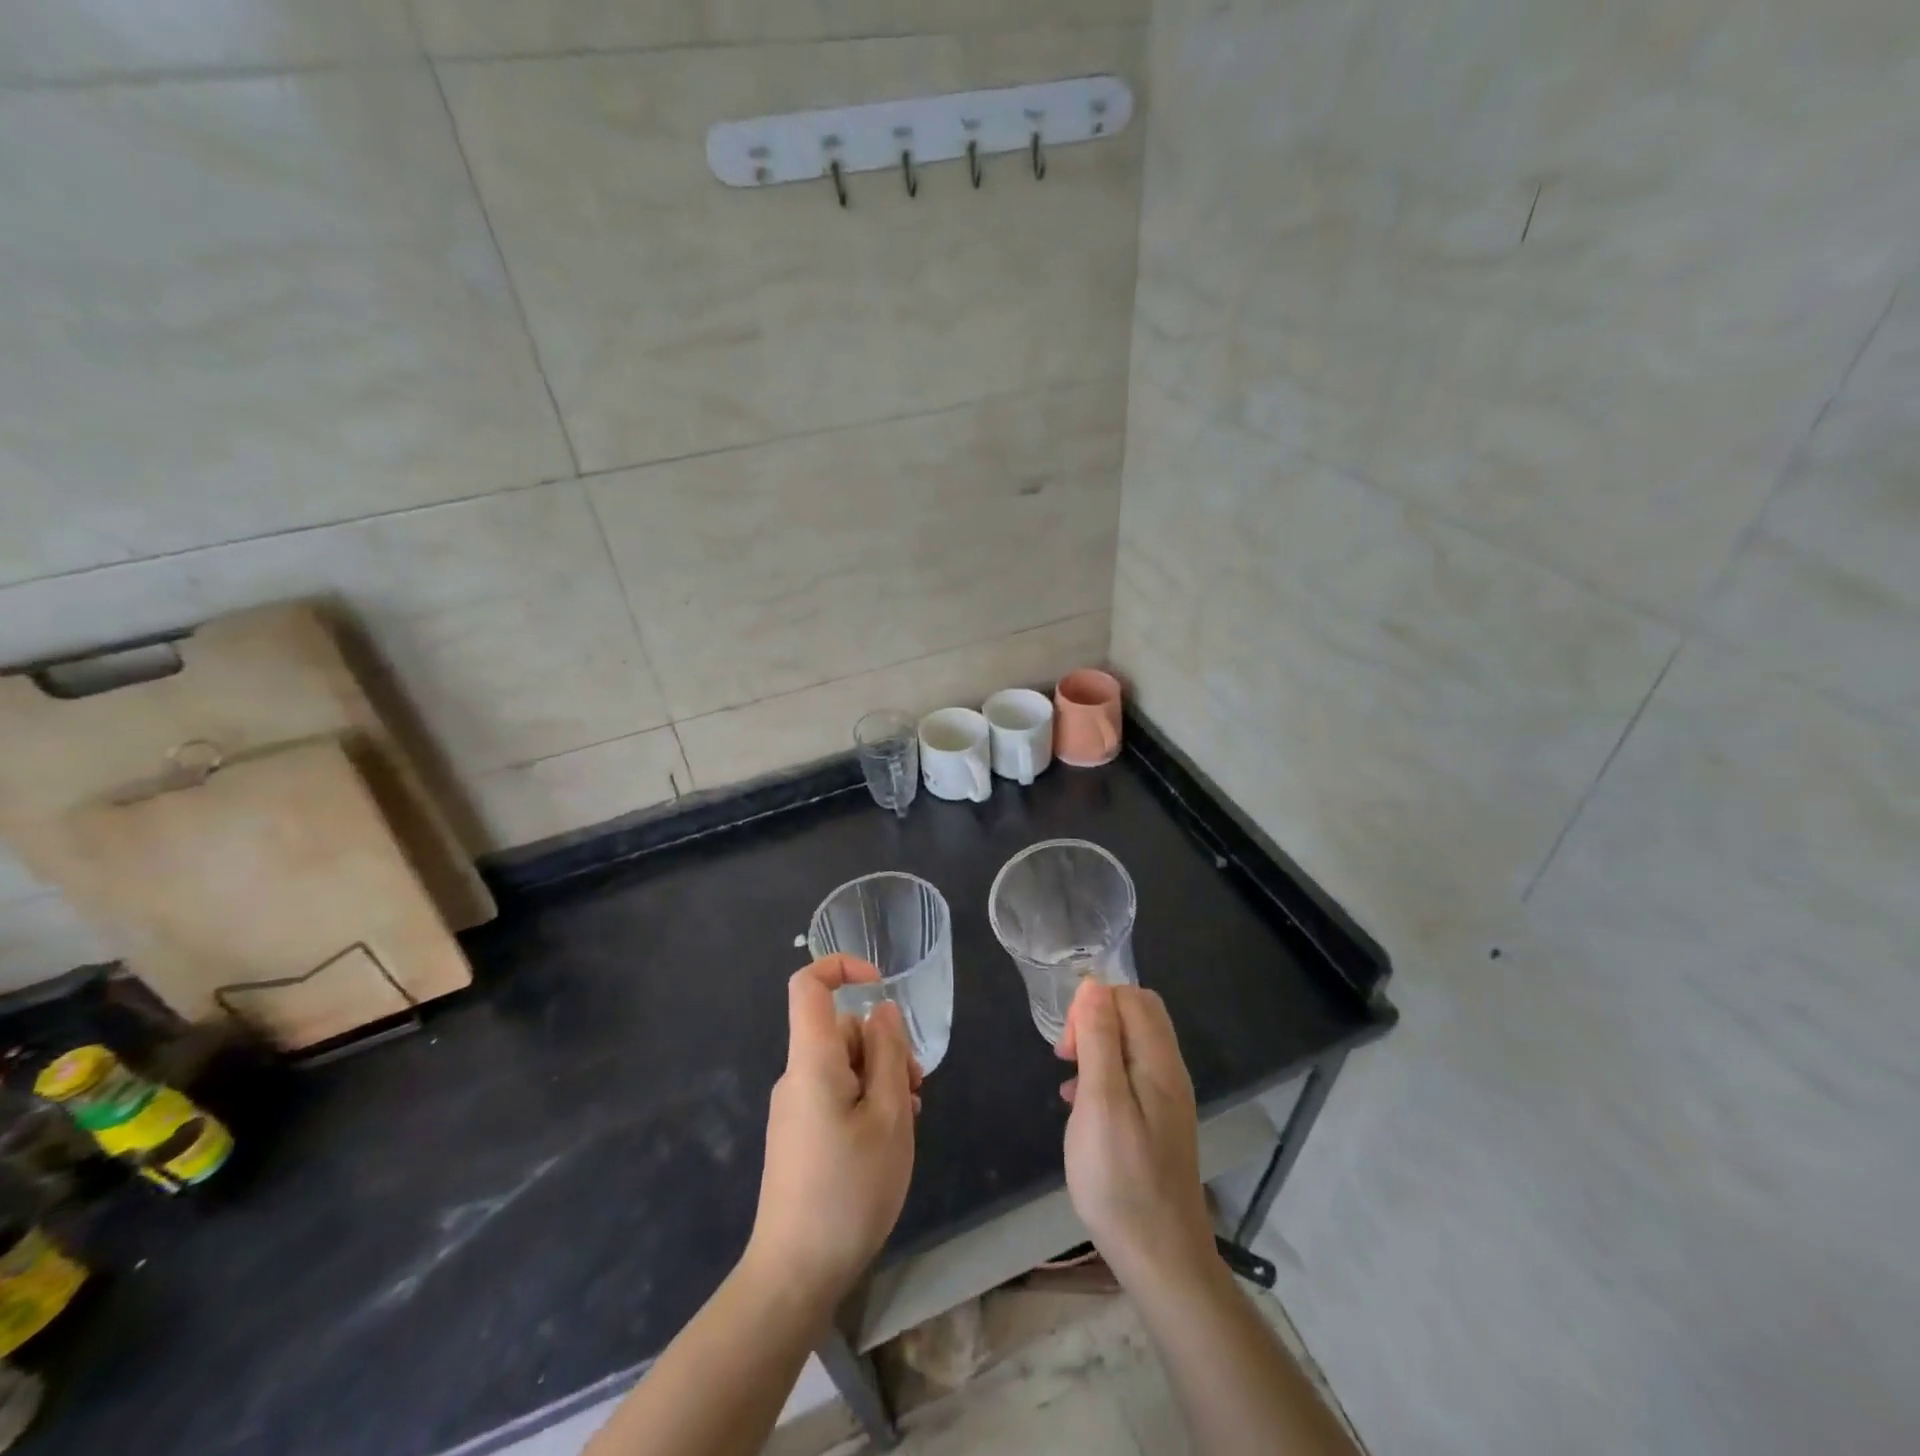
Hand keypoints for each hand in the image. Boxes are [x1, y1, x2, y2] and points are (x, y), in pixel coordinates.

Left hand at [744, 955, 917, 1310]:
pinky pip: (835, 1095)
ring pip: (844, 1065)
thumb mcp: (889, 1118)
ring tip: (906, 1122)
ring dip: (880, 1080)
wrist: (793, 1275)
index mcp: (812, 1061)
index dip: (842, 967)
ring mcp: (794, 1107)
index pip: (808, 986)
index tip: (881, 985)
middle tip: (915, 1092)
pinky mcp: (798, 1135)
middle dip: (884, 1047)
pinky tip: (886, 1141)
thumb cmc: (849, 1190)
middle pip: (841, 1030)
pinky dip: (865, 1103)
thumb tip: (882, 1011)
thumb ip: (889, 1055)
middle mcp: (797, 1076)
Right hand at [1057, 980, 1214, 1286]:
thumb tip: (1093, 984)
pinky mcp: (1157, 1123)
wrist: (1161, 1259)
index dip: (1094, 1005)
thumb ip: (1099, 1040)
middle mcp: (1169, 1072)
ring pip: (1130, 1046)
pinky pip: (1129, 1076)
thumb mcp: (1101, 1102)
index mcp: (1159, 1061)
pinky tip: (1079, 1105)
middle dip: (1095, 1021)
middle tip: (1067, 1055)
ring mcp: (1166, 1099)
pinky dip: (1102, 1076)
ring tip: (1068, 1080)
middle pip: (1136, 1016)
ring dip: (1096, 1049)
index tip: (1068, 1044)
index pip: (1132, 997)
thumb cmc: (1121, 1178)